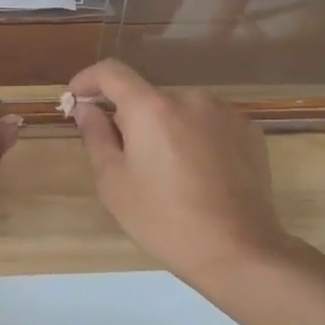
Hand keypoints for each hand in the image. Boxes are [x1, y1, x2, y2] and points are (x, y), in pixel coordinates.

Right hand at [67, 60, 289, 287]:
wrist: (238, 251)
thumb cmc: (164, 219)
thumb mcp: (114, 182)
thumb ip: (95, 136)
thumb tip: (86, 108)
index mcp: (151, 107)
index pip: (111, 72)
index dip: (88, 80)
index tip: (76, 99)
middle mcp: (190, 98)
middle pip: (147, 96)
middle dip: (130, 118)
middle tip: (124, 159)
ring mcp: (225, 113)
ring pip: (179, 110)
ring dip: (164, 128)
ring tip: (166, 171)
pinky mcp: (249, 132)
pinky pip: (208, 124)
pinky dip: (194, 138)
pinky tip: (198, 174)